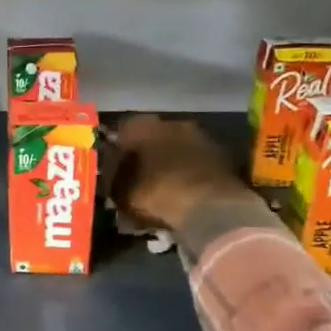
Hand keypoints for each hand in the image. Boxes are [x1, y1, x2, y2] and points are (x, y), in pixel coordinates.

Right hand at [109, 115, 262, 230]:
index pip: (123, 130)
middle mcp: (172, 123)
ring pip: (176, 147)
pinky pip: (195, 162)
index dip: (117, 149)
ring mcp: (200, 137)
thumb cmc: (157, 193)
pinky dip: (188, 173)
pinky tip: (182, 191)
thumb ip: (113, 177)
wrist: (210, 206)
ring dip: (169, 162)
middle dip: (145, 154)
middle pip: (152, 136)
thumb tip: (109, 170)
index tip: (113, 166)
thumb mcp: (122, 190)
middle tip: (137, 176)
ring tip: (161, 186)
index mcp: (144, 126)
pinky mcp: (221, 156)